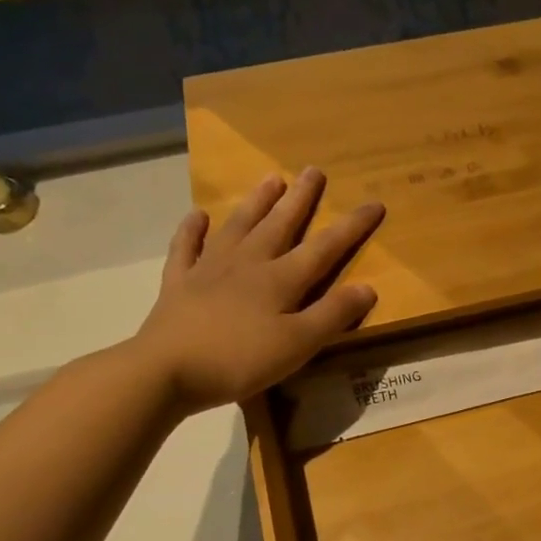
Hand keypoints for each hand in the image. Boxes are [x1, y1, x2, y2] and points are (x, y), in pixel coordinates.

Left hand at [131, 169, 383, 411]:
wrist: (166, 370)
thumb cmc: (240, 360)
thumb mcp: (298, 344)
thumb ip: (333, 315)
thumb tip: (368, 286)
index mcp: (280, 280)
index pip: (325, 248)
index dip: (351, 226)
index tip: (374, 203)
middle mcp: (247, 264)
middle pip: (279, 225)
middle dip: (300, 199)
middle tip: (313, 170)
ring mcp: (209, 270)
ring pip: (238, 227)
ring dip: (256, 202)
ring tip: (270, 178)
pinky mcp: (179, 284)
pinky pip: (186, 248)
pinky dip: (192, 230)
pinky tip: (198, 215)